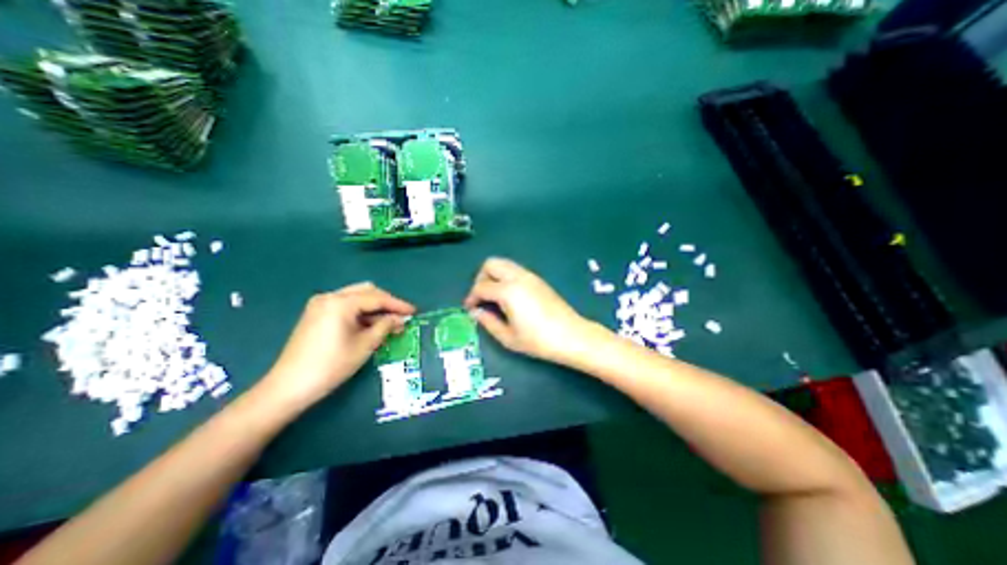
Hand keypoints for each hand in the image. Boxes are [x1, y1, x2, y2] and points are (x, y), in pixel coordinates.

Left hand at [261, 282, 419, 410]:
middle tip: (401, 316)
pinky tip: (370, 325)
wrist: (289, 387)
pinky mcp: (316, 314)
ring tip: (388, 323)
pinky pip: (345, 306)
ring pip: (356, 297)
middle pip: (366, 291)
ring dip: (374, 307)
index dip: (398, 304)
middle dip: (386, 302)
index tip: (414, 312)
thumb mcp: (365, 345)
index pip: (377, 298)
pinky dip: (361, 312)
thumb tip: (400, 319)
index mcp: (341, 303)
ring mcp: (320, 305)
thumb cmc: (332, 365)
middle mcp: (330, 297)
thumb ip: (385, 326)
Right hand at [467, 257, 596, 362]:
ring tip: (493, 297)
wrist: (572, 335)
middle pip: (491, 264)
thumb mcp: (508, 337)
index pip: (481, 286)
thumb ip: (488, 322)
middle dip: (480, 278)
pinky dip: (505, 277)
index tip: (470, 309)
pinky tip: (509, 296)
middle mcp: (518, 277)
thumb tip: (475, 312)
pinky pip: (515, 270)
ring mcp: (530, 276)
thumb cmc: (539, 340)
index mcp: (508, 291)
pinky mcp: (538, 279)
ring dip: (493, 275)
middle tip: (481, 297)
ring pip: (504, 264)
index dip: (471, 297)